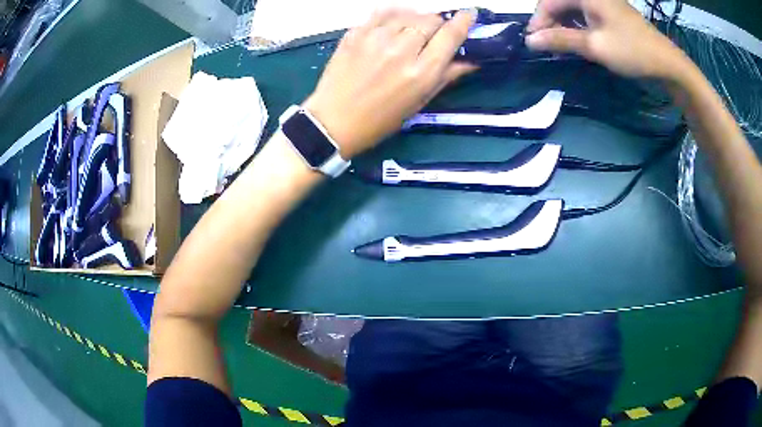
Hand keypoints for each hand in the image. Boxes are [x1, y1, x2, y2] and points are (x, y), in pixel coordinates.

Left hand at [303, 9, 477, 158]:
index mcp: (421, 72)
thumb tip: (470, 61)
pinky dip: (394, 15)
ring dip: (416, 19)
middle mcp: (402, 49)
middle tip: (433, 34)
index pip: (451, 35)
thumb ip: (445, 77)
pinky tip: (393, 24)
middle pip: (431, 20)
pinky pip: (383, 12)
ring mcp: (376, 38)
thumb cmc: (379, 120)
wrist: (333, 121)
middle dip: (437, 24)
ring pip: (408, 13)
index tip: (469, 15)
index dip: (463, 21)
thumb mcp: (418, 103)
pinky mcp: (356, 33)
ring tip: (411, 31)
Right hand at [526, 0, 690, 79]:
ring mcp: (602, 3)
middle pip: (560, 3)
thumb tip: (530, 41)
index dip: (539, 21)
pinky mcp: (610, 14)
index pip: (550, 1)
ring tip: (560, 46)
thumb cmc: (632, 51)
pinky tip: (577, 41)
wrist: (668, 64)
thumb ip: (561, 40)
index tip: (533, 43)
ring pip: (572, 10)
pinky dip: (577, 28)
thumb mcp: (594, 46)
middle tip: (547, 46)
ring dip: (563, 26)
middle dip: (550, 23)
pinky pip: (585, 16)